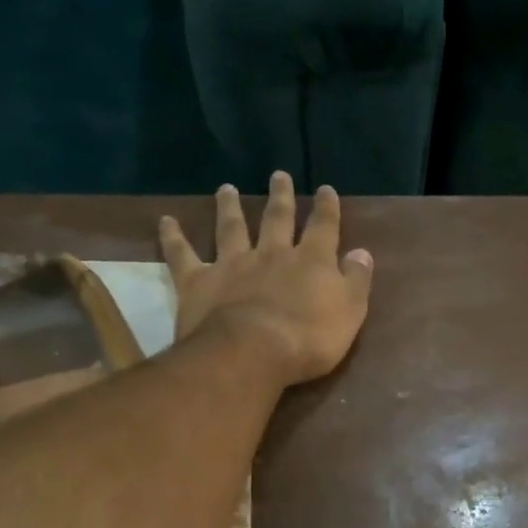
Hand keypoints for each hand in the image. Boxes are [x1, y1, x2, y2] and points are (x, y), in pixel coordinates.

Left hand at [159, 172, 372, 386]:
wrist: (252, 352)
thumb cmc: (309, 339)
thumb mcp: (349, 313)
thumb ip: (356, 280)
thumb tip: (362, 252)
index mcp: (311, 261)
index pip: (323, 227)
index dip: (326, 208)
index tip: (326, 190)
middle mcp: (271, 254)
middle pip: (276, 219)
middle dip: (280, 197)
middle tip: (279, 175)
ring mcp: (232, 264)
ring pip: (231, 228)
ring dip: (230, 208)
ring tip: (227, 190)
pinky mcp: (199, 282)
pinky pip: (183, 255)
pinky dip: (173, 238)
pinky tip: (165, 222)